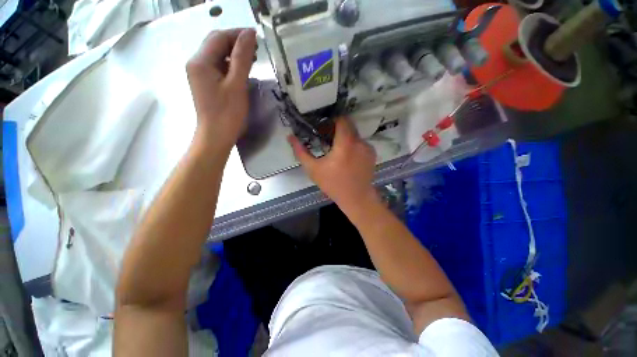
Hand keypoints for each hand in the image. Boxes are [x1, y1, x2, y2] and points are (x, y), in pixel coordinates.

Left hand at [186, 28, 256, 150]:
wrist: (216, 136)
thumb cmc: (227, 113)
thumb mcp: (237, 85)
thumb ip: (242, 58)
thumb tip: (249, 34)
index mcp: (201, 61)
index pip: (219, 37)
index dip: (238, 34)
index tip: (258, 38)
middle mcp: (196, 63)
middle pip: (216, 43)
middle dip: (236, 43)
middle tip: (257, 50)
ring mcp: (200, 74)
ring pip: (218, 55)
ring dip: (234, 54)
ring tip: (252, 60)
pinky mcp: (205, 83)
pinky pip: (218, 67)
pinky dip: (231, 65)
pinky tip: (242, 71)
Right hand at [288, 118, 378, 211]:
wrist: (356, 198)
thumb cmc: (333, 184)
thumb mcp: (313, 169)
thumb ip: (301, 152)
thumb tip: (290, 137)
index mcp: (345, 143)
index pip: (342, 120)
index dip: (332, 121)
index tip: (324, 129)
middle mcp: (359, 142)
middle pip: (349, 125)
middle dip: (337, 129)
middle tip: (328, 140)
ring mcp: (368, 147)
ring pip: (354, 135)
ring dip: (345, 138)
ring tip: (338, 151)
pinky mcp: (372, 154)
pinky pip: (361, 143)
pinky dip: (353, 146)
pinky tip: (348, 158)